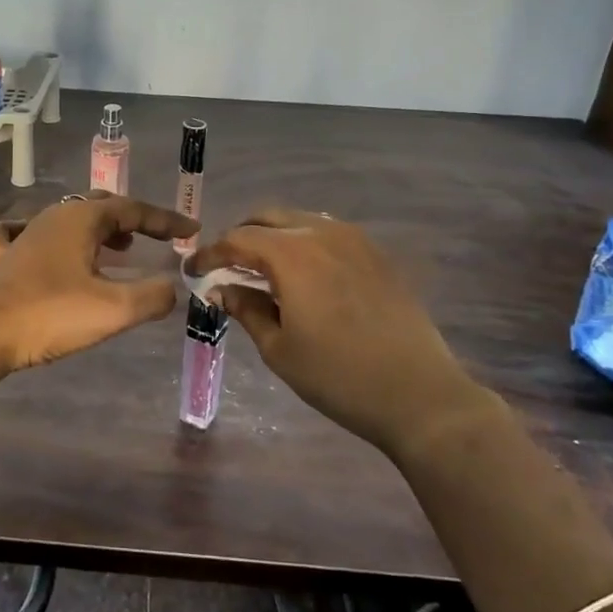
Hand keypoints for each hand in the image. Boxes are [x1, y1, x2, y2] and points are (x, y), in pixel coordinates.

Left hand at [0, 194, 198, 374]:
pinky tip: (43, 242)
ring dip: (100, 229)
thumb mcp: (114, 310)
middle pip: (101, 207)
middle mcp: (53, 216)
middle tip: (157, 239)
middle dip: (134, 220)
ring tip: (121, 248)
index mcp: (81, 219)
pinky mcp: (2, 258)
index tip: (192, 230)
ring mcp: (24, 234)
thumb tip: (171, 287)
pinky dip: (48, 236)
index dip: (165, 220)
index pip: (133, 209)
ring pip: (70, 219)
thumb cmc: (51, 315)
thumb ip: (153, 296)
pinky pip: (26, 233)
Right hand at [187, 209, 482, 452]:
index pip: (237, 239)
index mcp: (292, 254)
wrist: (419, 394)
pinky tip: (303, 274)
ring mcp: (355, 240)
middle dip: (240, 237)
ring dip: (274, 236)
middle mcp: (322, 233)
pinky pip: (328, 233)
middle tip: (227, 266)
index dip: (210, 253)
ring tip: (263, 269)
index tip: (193, 270)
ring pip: (300, 220)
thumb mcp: (279, 349)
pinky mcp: (377, 254)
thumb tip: (220, 289)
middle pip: (267, 218)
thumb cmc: (338, 376)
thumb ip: (246, 309)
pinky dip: (304, 243)